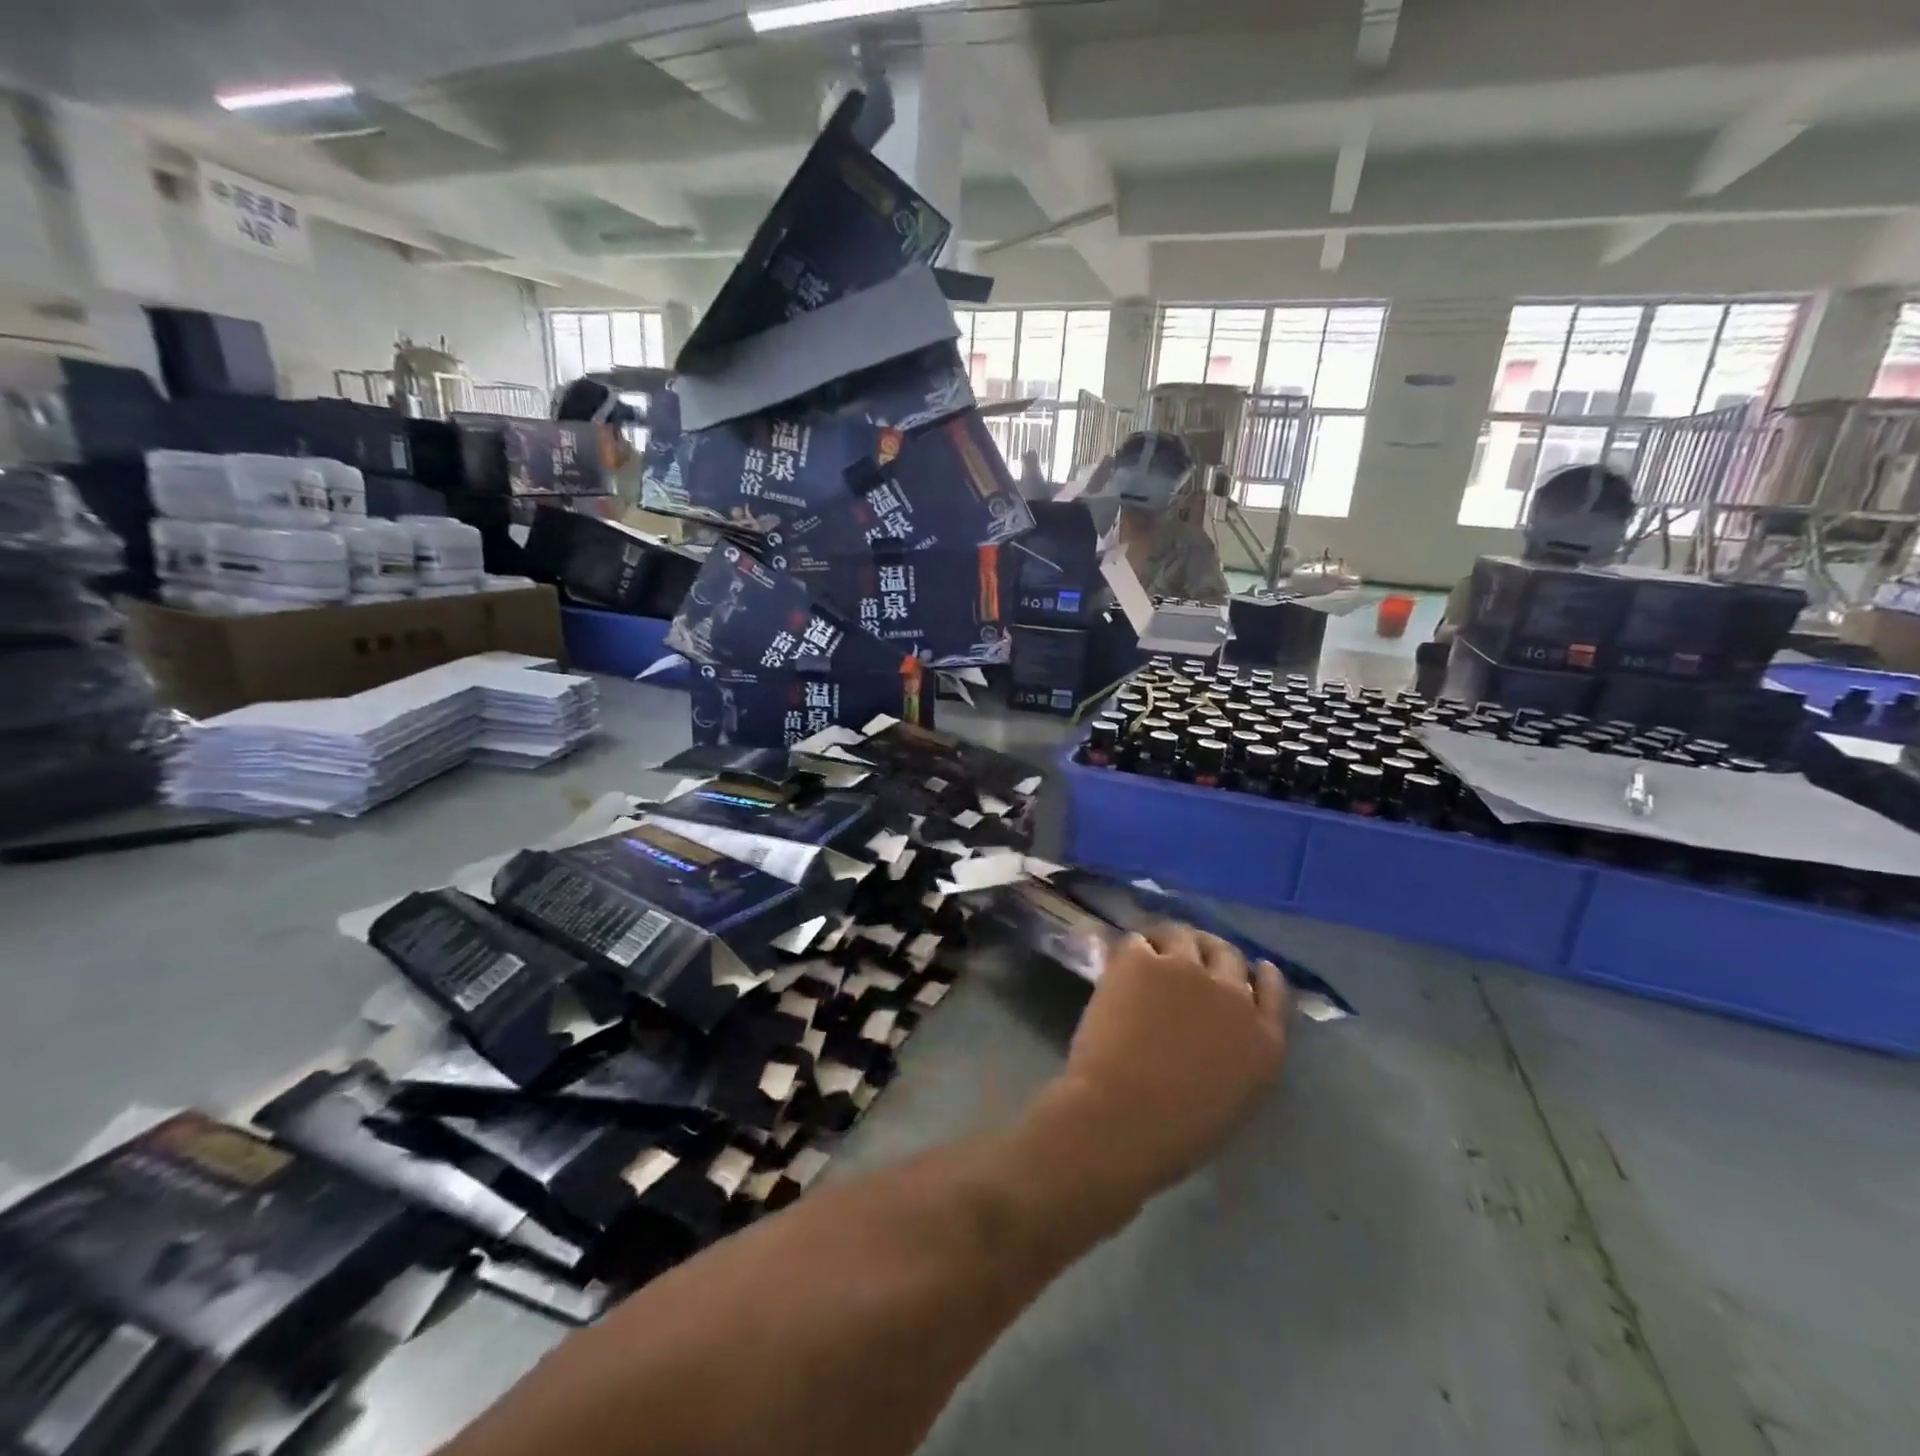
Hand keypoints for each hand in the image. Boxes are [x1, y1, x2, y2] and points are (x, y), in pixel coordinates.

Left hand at [1045, 923, 1290, 1201]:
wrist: (1123, 1117)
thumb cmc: (1176, 1131)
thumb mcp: (1234, 1097)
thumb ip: (1239, 1054)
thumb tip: (1219, 1029)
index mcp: (1265, 1040)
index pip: (1272, 990)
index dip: (1258, 975)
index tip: (1249, 969)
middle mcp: (1233, 995)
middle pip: (1228, 954)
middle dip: (1210, 954)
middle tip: (1187, 959)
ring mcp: (1188, 970)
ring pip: (1184, 936)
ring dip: (1170, 943)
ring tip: (1153, 953)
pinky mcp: (1144, 960)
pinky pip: (1140, 940)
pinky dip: (1133, 950)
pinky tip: (1123, 965)